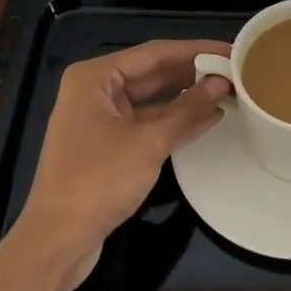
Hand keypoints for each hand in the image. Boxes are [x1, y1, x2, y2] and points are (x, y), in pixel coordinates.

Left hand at [13, 40, 230, 281]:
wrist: (56, 241)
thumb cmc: (98, 181)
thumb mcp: (149, 143)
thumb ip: (187, 110)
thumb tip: (221, 84)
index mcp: (95, 77)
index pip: (155, 53)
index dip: (196, 50)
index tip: (230, 50)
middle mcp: (94, 90)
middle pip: (152, 72)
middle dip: (192, 73)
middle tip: (234, 71)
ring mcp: (99, 118)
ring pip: (150, 98)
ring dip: (185, 97)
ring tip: (226, 92)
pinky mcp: (105, 145)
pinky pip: (145, 121)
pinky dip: (172, 121)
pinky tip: (205, 119)